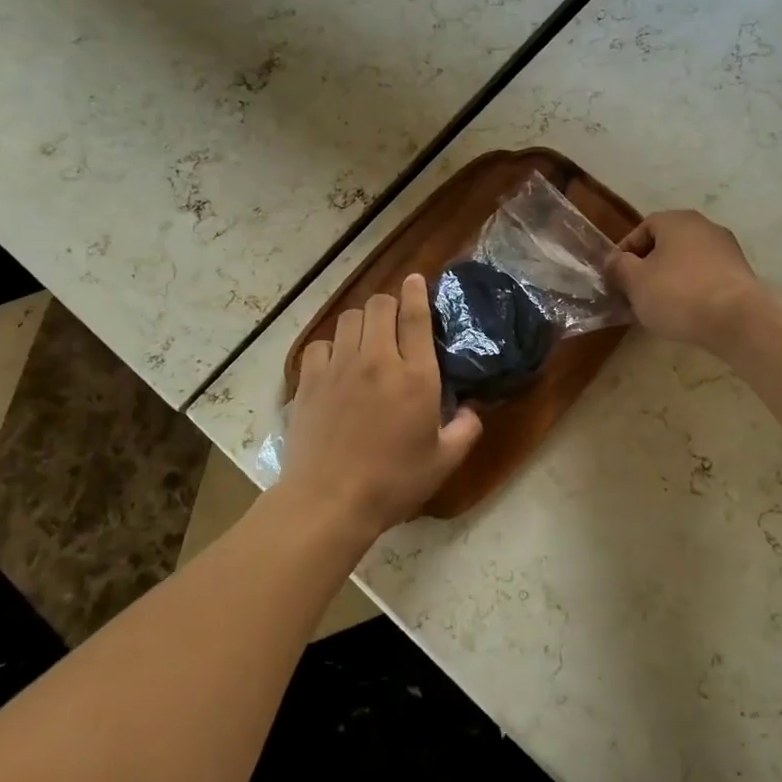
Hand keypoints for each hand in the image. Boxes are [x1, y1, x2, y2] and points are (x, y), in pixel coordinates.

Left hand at [279, 275, 482, 545]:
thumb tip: (472, 409)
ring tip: (367, 339)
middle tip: (395, 320)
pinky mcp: (310, 381)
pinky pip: (320, 344)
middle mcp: (378, 360)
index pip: (415, 315)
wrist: (329, 501)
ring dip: (362, 321)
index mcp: (415, 376)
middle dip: (390, 303)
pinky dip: (331, 346)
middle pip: (379, 305)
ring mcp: (339, 367)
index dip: (417, 291)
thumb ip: (466, 429)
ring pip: (348, 319)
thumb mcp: (444, 461)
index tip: (417, 280)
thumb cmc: (393, 483)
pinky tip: (337, 363)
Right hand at [606, 210, 765, 351]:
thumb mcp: (635, 281)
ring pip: (686, 262)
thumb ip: (618, 267)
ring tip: (659, 307)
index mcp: (677, 220)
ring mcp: (727, 249)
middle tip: (635, 293)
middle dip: (647, 268)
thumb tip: (613, 261)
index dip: (624, 253)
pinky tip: (687, 312)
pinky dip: (692, 290)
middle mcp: (704, 226)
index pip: (641, 229)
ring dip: (670, 280)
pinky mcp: (740, 274)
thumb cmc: (679, 294)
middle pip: (665, 245)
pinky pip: (706, 277)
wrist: (738, 320)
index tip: (616, 278)